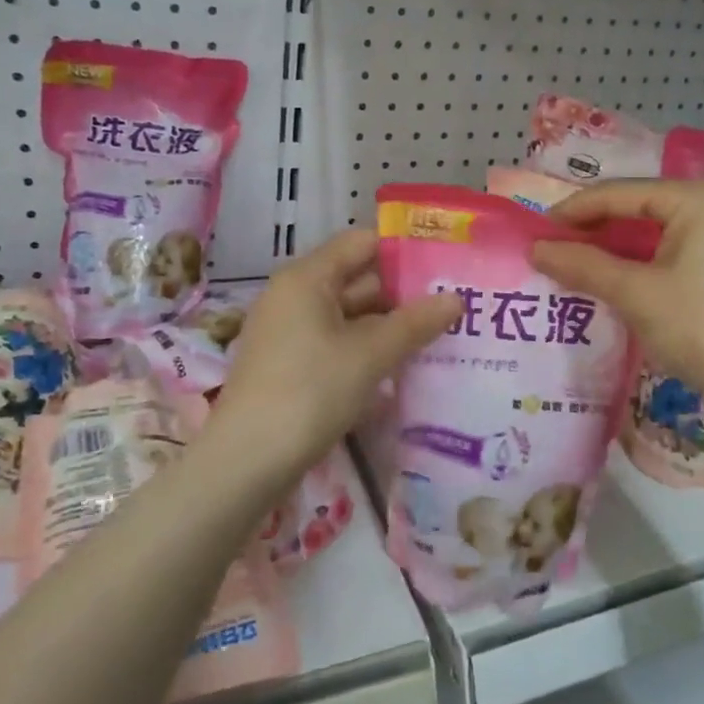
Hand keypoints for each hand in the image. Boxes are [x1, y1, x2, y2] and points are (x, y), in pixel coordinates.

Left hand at [211, 230, 460, 481]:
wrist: (247, 461)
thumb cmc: (310, 392)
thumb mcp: (370, 355)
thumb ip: (414, 323)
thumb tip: (456, 298)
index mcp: (307, 278)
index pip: (361, 243)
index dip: (403, 251)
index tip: (445, 267)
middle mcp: (294, 296)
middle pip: (356, 279)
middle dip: (402, 295)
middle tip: (453, 306)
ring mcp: (289, 332)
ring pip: (348, 317)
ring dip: (387, 327)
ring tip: (437, 338)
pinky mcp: (289, 365)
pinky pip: (336, 344)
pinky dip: (365, 351)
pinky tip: (400, 370)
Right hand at [530, 180, 703, 414]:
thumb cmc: (703, 327)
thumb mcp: (635, 294)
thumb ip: (583, 265)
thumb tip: (535, 249)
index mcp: (696, 198)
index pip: (618, 193)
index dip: (573, 212)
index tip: (535, 233)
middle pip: (639, 208)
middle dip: (594, 231)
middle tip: (554, 252)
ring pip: (657, 233)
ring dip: (616, 250)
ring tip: (578, 269)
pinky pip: (675, 253)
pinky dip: (642, 265)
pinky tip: (619, 284)